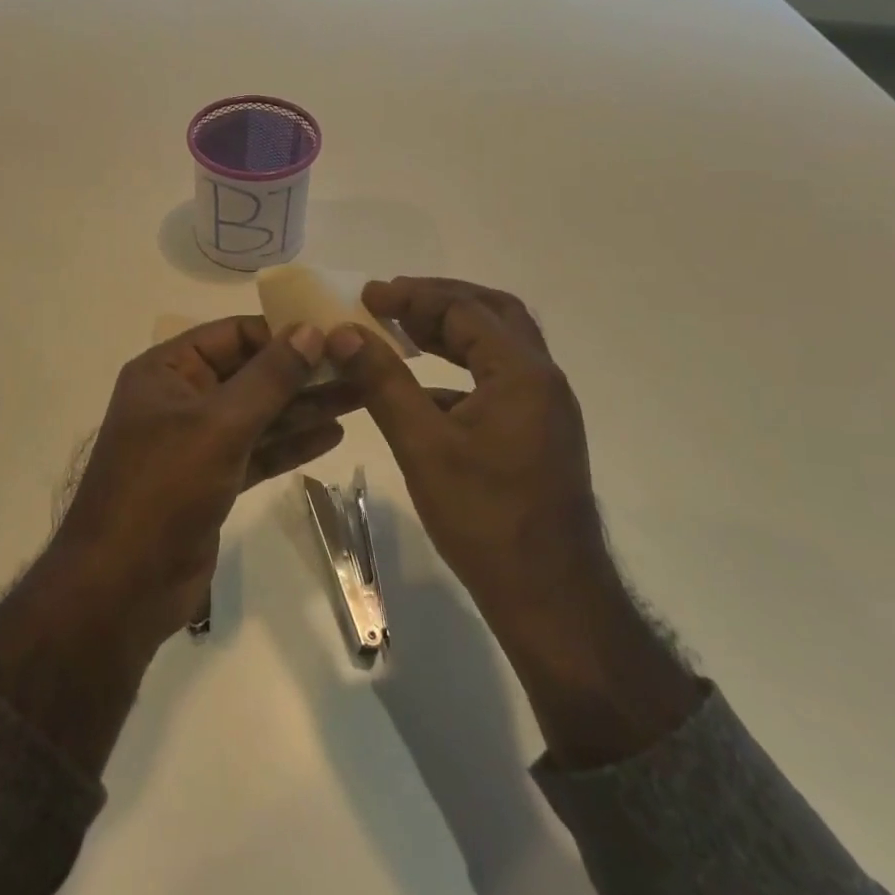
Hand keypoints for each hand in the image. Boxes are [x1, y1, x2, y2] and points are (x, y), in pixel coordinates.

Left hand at [0, 316, 347, 779]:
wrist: (122, 588)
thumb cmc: (164, 489)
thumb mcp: (219, 425)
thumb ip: (269, 378)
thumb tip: (311, 330)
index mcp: (167, 370)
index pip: (232, 335)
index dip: (282, 332)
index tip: (334, 333)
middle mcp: (181, 398)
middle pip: (251, 374)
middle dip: (303, 371)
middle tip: (360, 364)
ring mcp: (196, 441)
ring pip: (259, 413)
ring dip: (305, 406)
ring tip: (361, 394)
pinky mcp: (212, 480)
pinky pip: (257, 450)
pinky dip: (291, 443)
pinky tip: (333, 434)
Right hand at [324, 278, 601, 630]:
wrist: (552, 599)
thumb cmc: (485, 519)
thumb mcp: (422, 446)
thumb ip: (382, 382)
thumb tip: (343, 332)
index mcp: (522, 373)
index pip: (464, 310)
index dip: (412, 296)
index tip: (367, 295)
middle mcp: (542, 379)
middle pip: (492, 314)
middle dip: (439, 300)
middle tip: (391, 302)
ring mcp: (544, 407)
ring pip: (498, 346)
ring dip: (452, 331)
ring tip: (402, 330)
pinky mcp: (538, 433)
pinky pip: (497, 380)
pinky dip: (459, 369)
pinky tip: (421, 390)